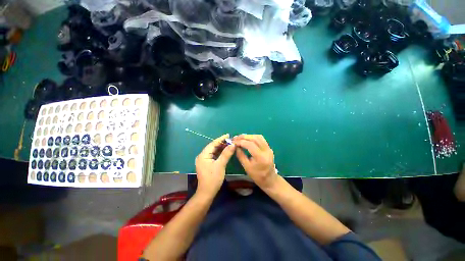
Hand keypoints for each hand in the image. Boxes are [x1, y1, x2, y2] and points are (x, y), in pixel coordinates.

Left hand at [195, 134, 234, 196]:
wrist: (207, 192)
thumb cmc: (213, 179)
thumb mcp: (220, 165)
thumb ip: (226, 154)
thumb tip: (233, 144)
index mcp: (203, 155)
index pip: (212, 144)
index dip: (220, 139)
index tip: (228, 135)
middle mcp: (202, 156)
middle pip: (212, 147)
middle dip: (221, 143)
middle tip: (230, 140)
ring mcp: (204, 160)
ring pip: (213, 151)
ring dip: (221, 147)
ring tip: (229, 144)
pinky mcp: (206, 163)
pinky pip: (213, 155)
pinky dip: (219, 153)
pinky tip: (225, 151)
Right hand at [233, 135, 277, 188]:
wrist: (270, 179)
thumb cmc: (257, 175)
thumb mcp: (246, 166)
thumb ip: (240, 155)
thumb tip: (235, 146)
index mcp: (260, 157)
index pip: (250, 144)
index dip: (240, 142)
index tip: (233, 142)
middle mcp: (266, 150)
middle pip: (254, 138)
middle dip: (244, 137)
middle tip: (235, 138)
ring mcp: (269, 148)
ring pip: (258, 137)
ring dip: (248, 136)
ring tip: (240, 138)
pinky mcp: (269, 148)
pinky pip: (261, 139)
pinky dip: (253, 137)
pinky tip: (247, 139)